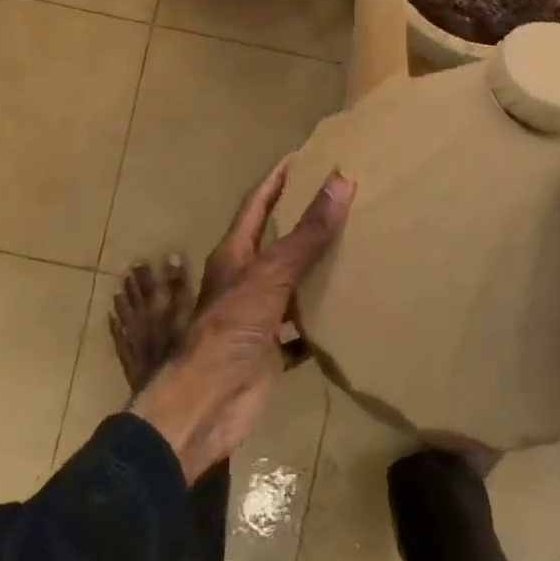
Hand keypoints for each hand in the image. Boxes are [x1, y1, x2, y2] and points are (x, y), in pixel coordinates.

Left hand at [132, 157, 353, 481]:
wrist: (208, 403)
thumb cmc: (232, 328)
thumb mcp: (271, 274)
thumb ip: (307, 232)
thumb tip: (341, 178)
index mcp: (235, 254)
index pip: (257, 204)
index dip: (277, 179)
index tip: (301, 158)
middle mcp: (243, 280)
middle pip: (274, 242)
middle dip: (300, 222)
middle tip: (338, 201)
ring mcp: (255, 316)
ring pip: (289, 285)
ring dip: (313, 271)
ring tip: (351, 251)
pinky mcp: (269, 350)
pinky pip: (300, 330)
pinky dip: (319, 322)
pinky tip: (346, 314)